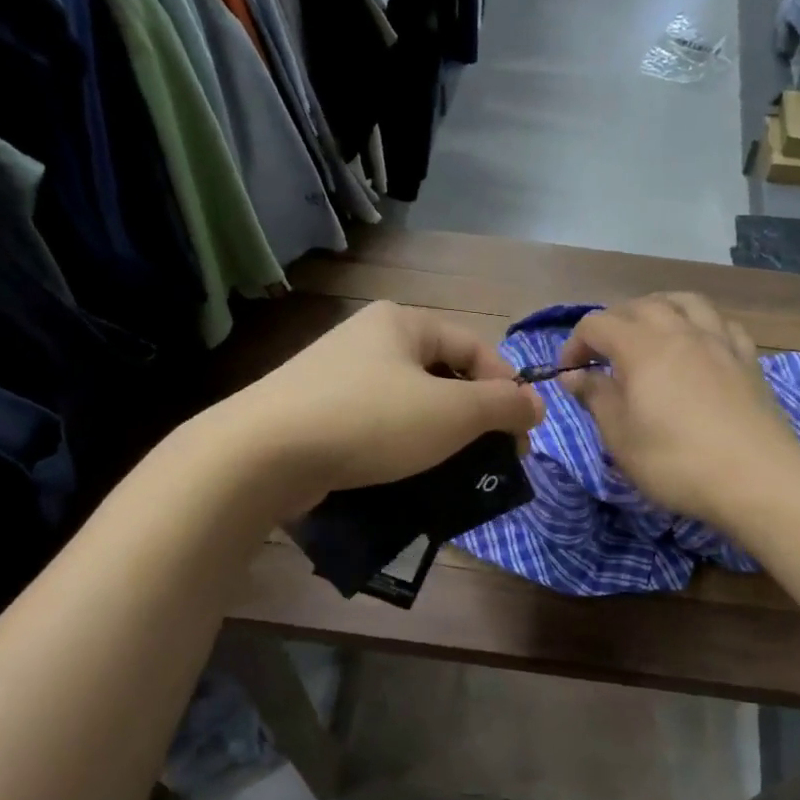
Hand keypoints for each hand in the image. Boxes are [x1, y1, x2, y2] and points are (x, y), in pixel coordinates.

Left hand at [207, 301, 544, 512]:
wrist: (262, 454)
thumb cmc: (370, 421)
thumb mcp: (451, 412)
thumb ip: (502, 405)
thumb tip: (537, 403)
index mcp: (401, 323)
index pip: (474, 347)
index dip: (506, 388)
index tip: (522, 435)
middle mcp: (368, 339)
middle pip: (441, 375)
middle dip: (472, 417)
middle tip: (492, 459)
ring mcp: (335, 376)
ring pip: (408, 404)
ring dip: (438, 437)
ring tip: (454, 474)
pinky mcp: (314, 413)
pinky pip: (374, 426)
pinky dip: (398, 448)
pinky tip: (406, 477)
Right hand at [558, 293, 799, 531]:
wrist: (756, 477)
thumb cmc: (675, 461)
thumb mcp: (620, 437)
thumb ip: (595, 397)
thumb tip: (574, 375)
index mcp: (641, 347)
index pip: (596, 325)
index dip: (574, 344)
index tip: (569, 374)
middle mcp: (679, 331)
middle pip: (639, 306)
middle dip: (612, 323)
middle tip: (602, 355)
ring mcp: (718, 341)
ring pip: (684, 301)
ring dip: (658, 309)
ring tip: (649, 331)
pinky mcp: (747, 358)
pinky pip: (720, 323)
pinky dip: (700, 325)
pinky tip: (698, 344)